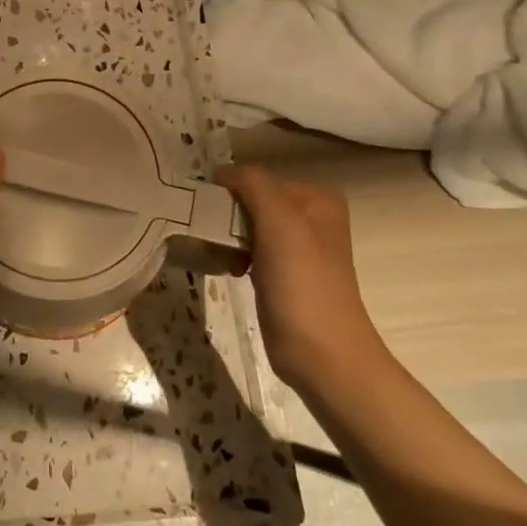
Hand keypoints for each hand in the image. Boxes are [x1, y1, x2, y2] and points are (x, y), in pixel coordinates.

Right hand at [215, 167, 385, 389]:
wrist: (322, 353)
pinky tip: (228, 269)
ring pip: (246, 226)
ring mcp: (297, 247)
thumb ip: (253, 184)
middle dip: (226, 216)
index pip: (256, 178)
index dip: (228, 191)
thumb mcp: (280, 221)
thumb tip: (221, 172)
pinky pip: (248, 250)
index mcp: (316, 197)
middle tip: (210, 235)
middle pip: (251, 201)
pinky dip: (233, 256)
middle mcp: (310, 216)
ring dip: (227, 237)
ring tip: (218, 254)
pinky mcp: (283, 273)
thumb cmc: (302, 282)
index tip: (204, 211)